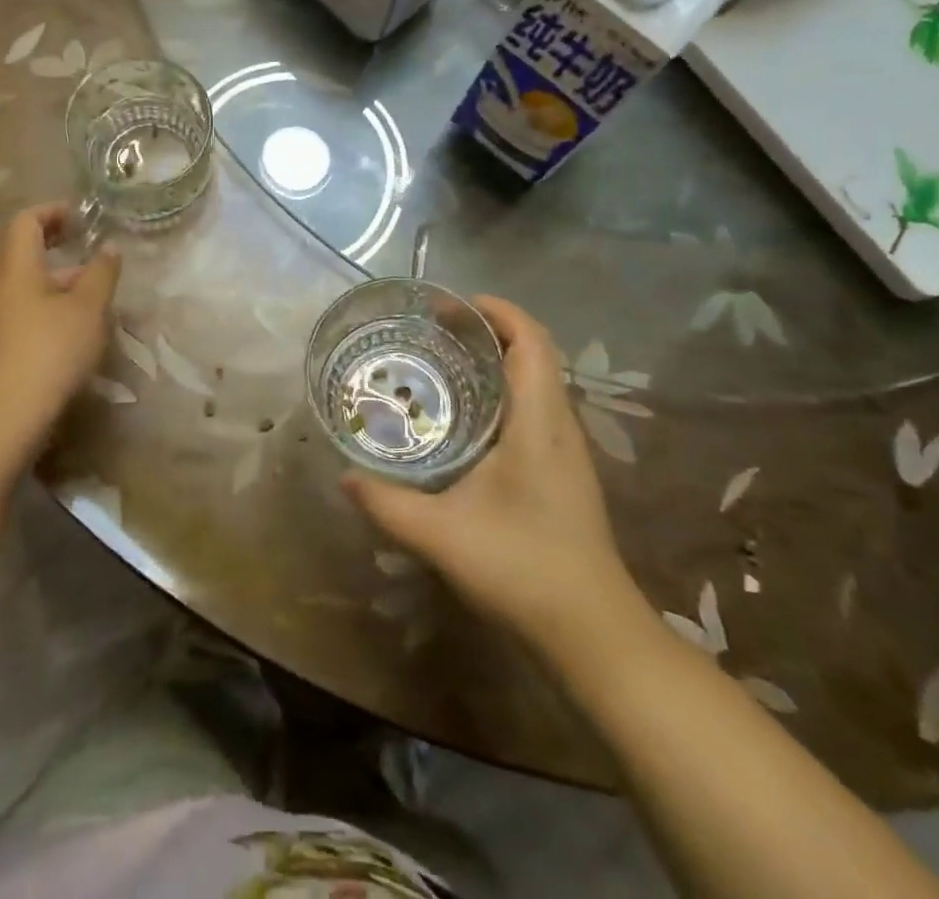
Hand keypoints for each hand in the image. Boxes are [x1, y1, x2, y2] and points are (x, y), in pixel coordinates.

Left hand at [0, 204, 119, 453]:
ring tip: (92, 287)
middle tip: (88, 245)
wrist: (7, 413)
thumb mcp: (89, 307)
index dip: (54, 211)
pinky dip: (48, 300)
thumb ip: (102, 272)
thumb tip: (110, 248)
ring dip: (56, 276)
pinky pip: (23, 305)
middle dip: (56, 243)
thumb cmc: (51, 349)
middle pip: (22, 248)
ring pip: (25, 280)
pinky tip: (76, 321)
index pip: (26, 220)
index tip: (83, 218)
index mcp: (16, 265)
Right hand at [343, 296, 644, 657]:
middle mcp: (558, 424)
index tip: (449, 305)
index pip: (531, 339)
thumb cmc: (523, 569)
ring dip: (495, 362)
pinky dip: (501, 393)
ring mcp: (566, 450)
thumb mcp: (441, 536)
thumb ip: (388, 504)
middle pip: (533, 353)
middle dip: (486, 331)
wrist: (593, 634)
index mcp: (538, 421)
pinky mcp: (564, 473)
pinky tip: (465, 422)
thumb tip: (345, 476)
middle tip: (433, 332)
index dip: (496, 311)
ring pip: (535, 382)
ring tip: (442, 366)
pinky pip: (534, 409)